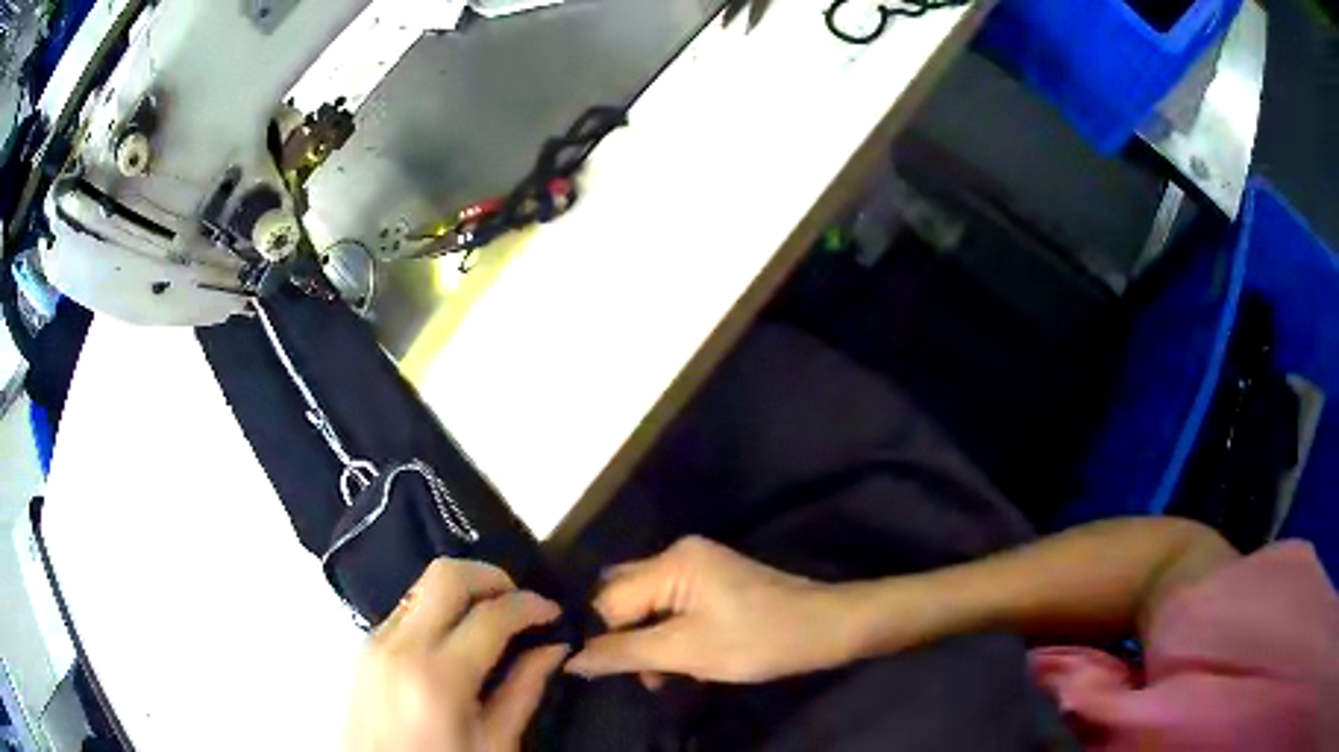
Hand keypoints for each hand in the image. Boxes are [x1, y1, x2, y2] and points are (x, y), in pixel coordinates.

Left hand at [342, 559, 567, 751]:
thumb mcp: (495, 745)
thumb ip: (523, 691)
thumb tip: (553, 647)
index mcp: (438, 677)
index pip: (490, 614)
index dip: (530, 604)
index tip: (554, 612)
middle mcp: (400, 646)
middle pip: (447, 575)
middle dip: (492, 576)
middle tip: (521, 602)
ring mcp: (376, 641)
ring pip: (423, 585)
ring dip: (463, 590)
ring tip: (493, 619)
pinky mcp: (365, 646)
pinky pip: (406, 608)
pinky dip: (438, 608)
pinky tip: (458, 638)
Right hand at [565, 537, 852, 684]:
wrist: (826, 629)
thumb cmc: (757, 639)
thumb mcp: (686, 652)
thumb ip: (623, 654)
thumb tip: (570, 659)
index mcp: (670, 562)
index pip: (608, 600)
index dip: (602, 637)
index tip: (602, 674)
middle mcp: (678, 555)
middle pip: (624, 597)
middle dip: (623, 639)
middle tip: (635, 675)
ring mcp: (699, 568)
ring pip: (647, 607)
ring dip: (647, 643)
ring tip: (663, 678)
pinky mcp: (714, 584)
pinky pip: (671, 608)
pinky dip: (668, 636)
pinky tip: (681, 665)